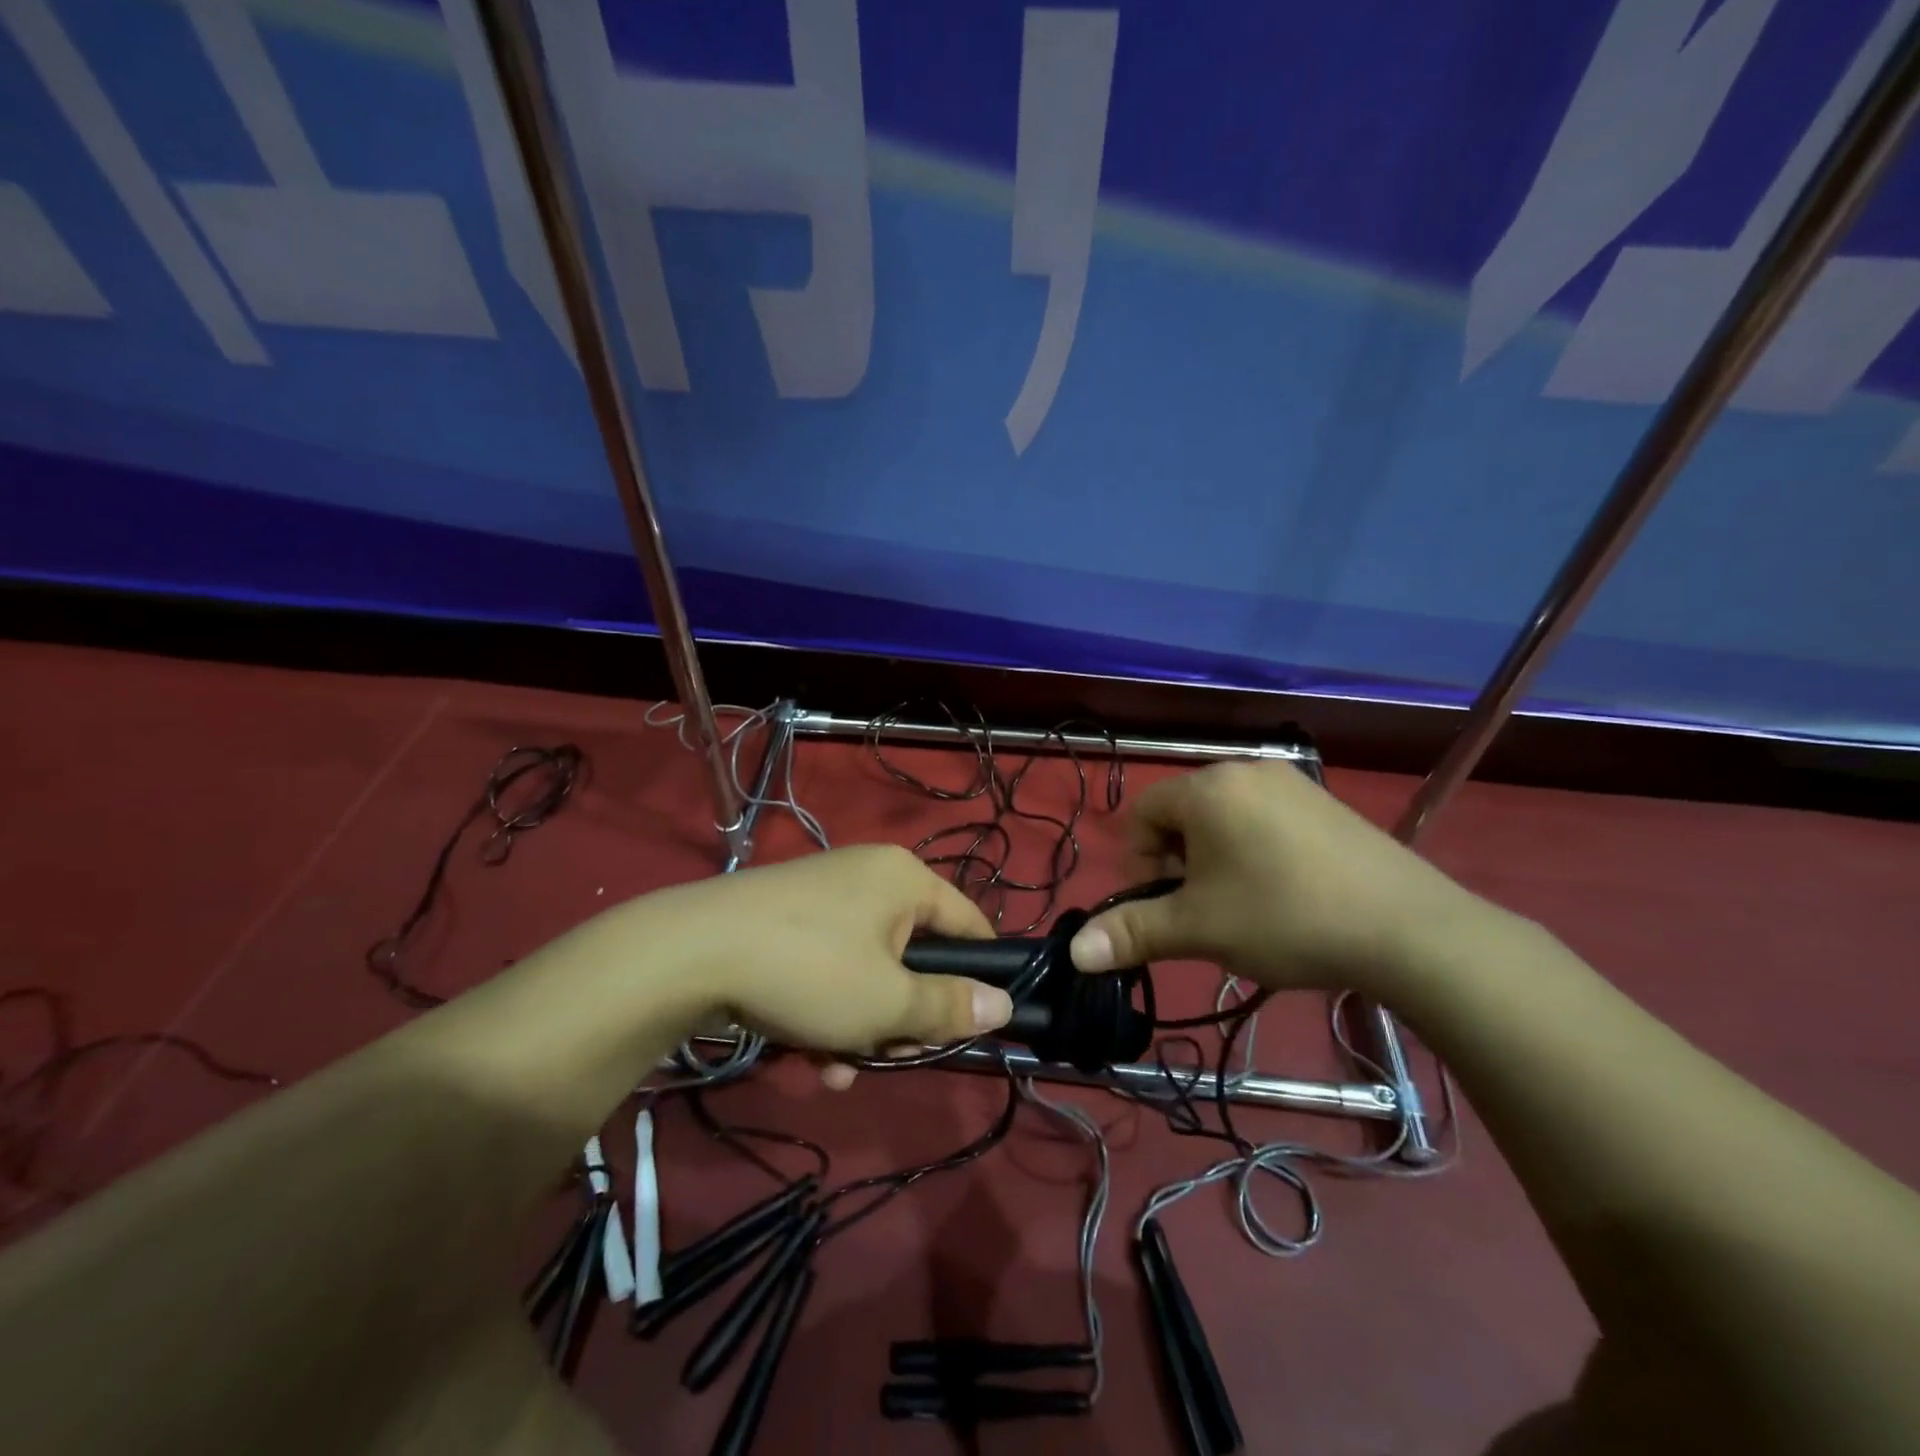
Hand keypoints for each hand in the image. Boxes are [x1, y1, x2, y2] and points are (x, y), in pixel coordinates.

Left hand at [649, 845, 1011, 1057]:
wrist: (689, 952)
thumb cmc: (810, 970)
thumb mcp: (887, 1003)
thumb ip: (949, 1006)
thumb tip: (1003, 1005)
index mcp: (905, 880)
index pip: (969, 925)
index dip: (978, 976)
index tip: (969, 1025)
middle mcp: (868, 876)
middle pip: (914, 955)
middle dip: (904, 1016)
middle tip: (892, 1054)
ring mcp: (823, 897)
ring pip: (867, 970)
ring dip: (861, 1026)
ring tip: (839, 1070)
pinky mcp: (786, 919)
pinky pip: (827, 966)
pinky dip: (826, 1010)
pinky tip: (808, 1057)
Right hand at [1069, 762, 1492, 995]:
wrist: (1408, 930)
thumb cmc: (1284, 917)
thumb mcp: (1199, 928)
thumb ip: (1133, 932)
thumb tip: (1075, 951)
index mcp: (1207, 789)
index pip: (1142, 813)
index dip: (1138, 862)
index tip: (1161, 905)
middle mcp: (1246, 771)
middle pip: (1183, 814)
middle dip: (1177, 862)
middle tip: (1201, 911)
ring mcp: (1292, 784)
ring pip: (1225, 818)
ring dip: (1214, 860)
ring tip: (1242, 906)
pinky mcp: (1326, 805)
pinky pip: (1266, 820)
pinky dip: (1254, 852)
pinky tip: (1283, 894)